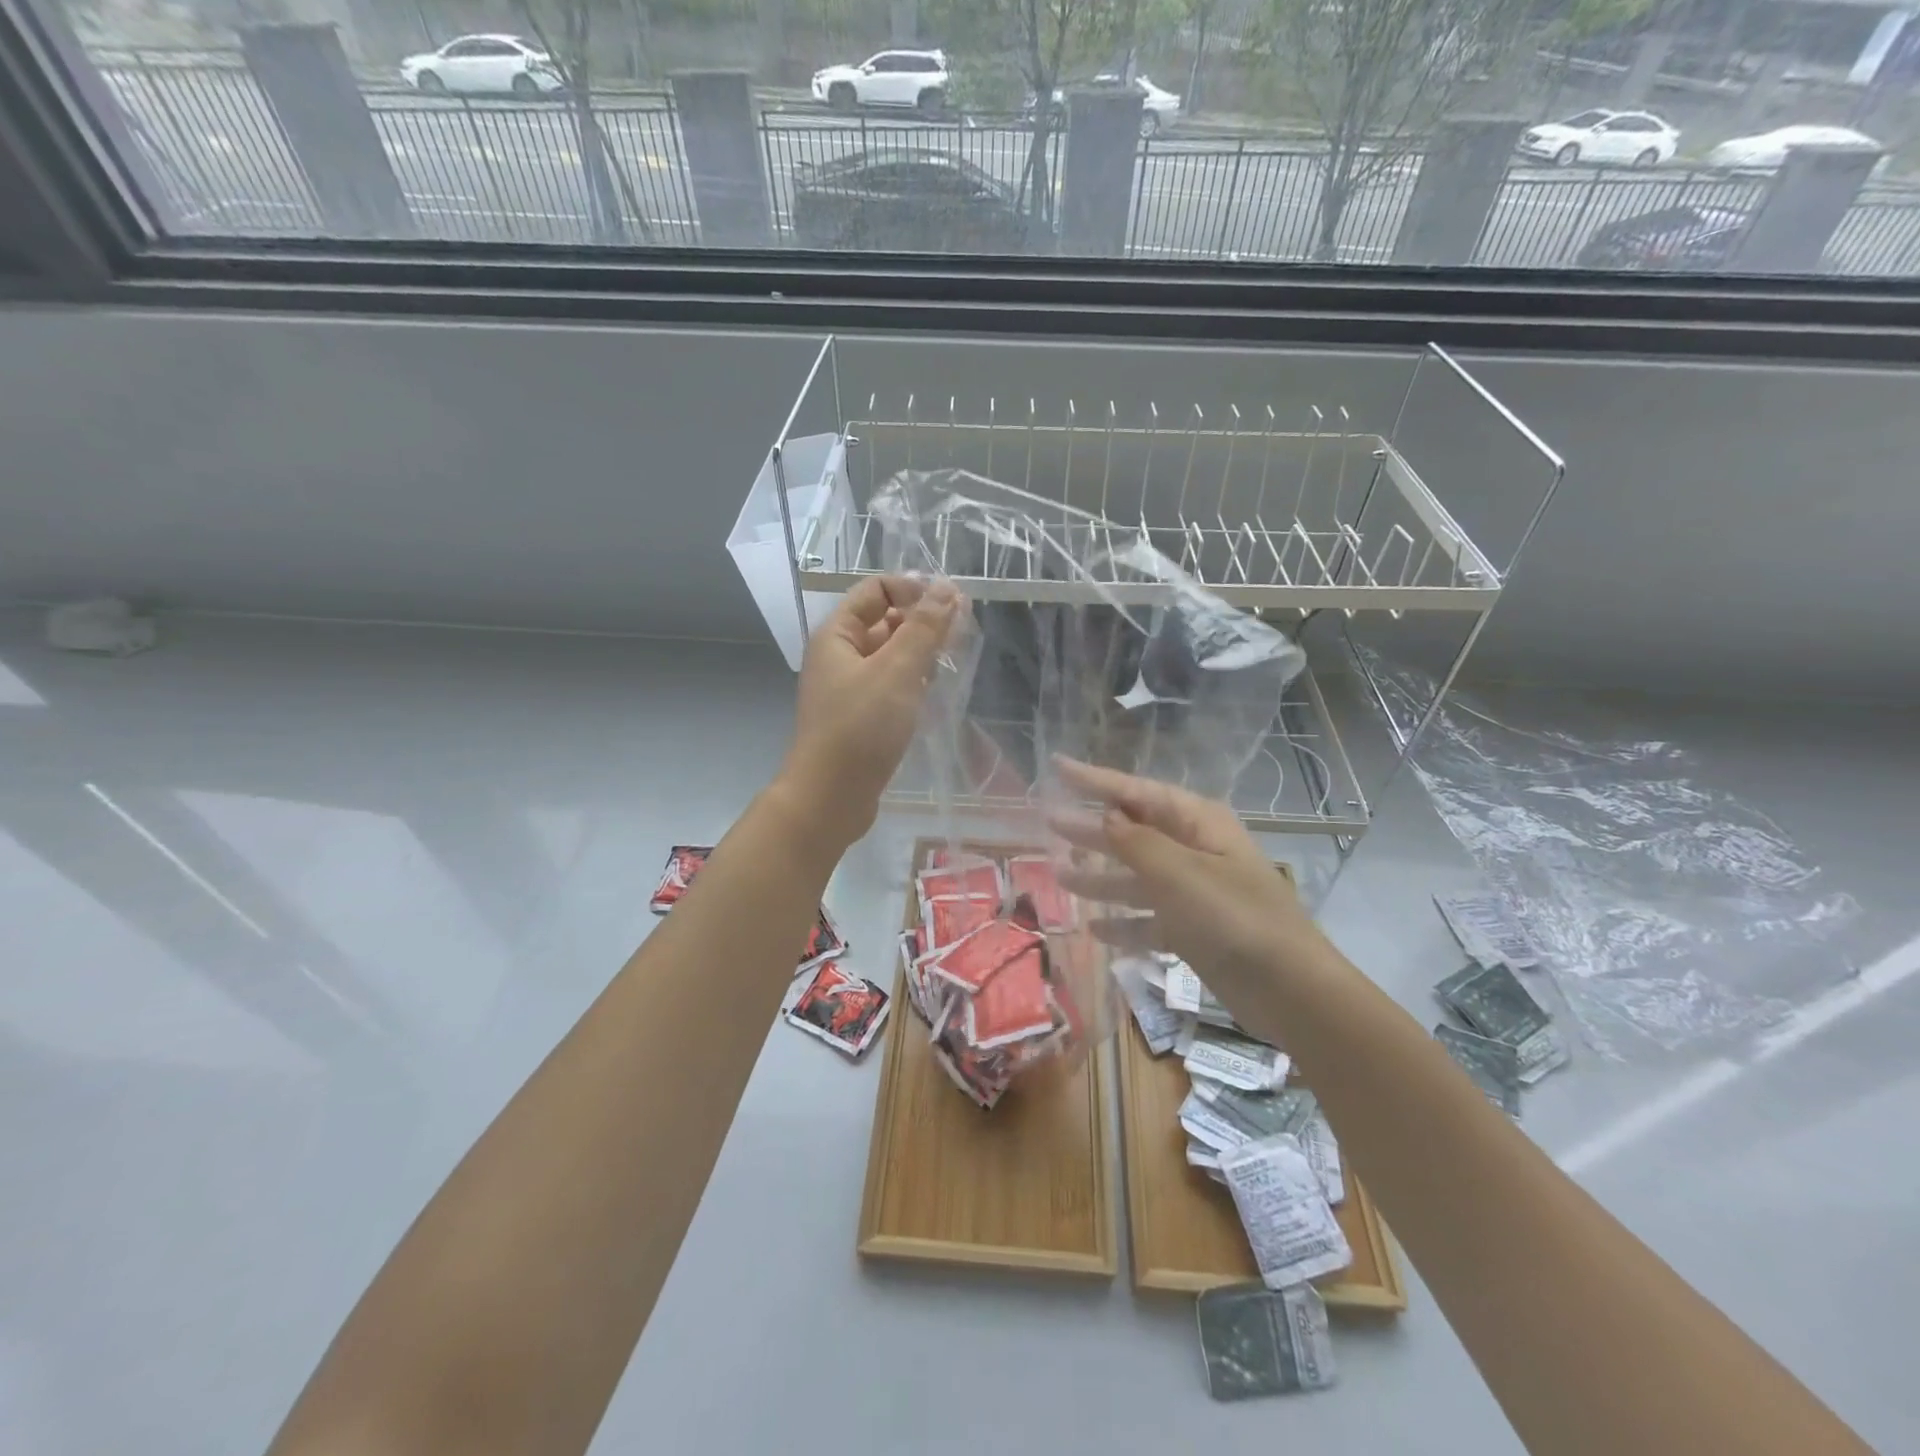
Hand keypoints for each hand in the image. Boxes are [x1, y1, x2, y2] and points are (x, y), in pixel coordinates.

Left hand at [777, 575, 959, 848]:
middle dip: (922, 620)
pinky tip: (936, 691)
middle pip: (884, 621)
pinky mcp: (862, 717)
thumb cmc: (860, 728)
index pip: (875, 590)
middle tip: (962, 633)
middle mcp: (839, 656)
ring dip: (920, 652)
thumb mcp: (897, 671)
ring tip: (954, 660)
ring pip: (890, 655)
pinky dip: (913, 682)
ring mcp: (850, 688)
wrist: (830, 798)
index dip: (912, 589)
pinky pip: (891, 686)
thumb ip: (924, 628)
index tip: (951, 604)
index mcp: (837, 635)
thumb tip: (946, 587)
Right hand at [1049, 757, 1327, 1005]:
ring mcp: (1195, 892)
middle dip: (1092, 828)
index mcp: (1197, 823)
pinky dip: (1124, 921)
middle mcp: (1195, 850)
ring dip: (1100, 876)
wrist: (1290, 990)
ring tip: (1059, 874)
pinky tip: (1094, 929)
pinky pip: (1149, 918)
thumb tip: (1106, 815)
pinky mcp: (1194, 930)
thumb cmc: (1233, 918)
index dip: (1094, 780)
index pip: (1136, 792)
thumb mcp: (1178, 873)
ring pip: (1137, 876)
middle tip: (1049, 822)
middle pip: (1134, 831)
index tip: (1057, 766)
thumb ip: (1136, 842)